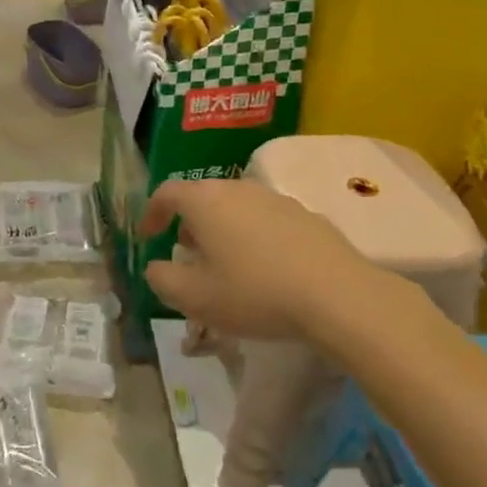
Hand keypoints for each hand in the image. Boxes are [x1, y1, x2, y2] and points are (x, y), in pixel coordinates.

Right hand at [139, 178, 403, 341]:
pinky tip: (265, 268)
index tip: (149, 237)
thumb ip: (163, 280)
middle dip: (188, 222)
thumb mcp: (196, 298)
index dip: (152, 213)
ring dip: (222, 228)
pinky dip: (254, 235)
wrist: (337, 296)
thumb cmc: (255, 293)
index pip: (167, 192)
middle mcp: (238, 188)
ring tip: (226, 262)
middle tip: (186, 252)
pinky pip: (266, 219)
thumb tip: (155, 267)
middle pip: (203, 196)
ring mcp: (275, 198)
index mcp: (206, 201)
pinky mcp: (305, 214)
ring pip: (236, 205)